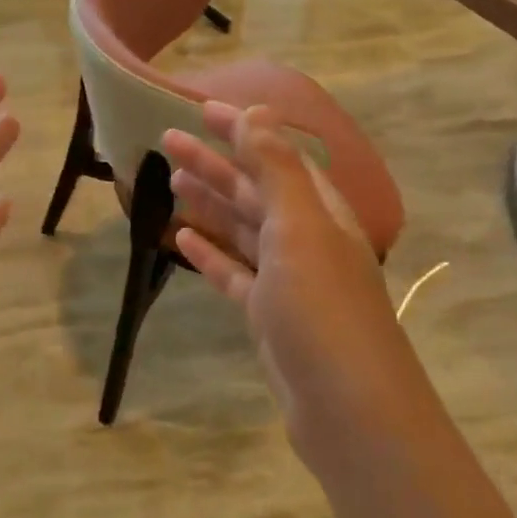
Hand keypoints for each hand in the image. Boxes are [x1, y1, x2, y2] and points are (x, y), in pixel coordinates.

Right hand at [163, 102, 402, 478]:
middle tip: (168, 141)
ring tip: (171, 180)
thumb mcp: (300, 231)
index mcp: (319, 212)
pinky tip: (183, 239)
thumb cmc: (322, 310)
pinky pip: (234, 273)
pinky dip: (211, 253)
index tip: (200, 109)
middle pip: (254, 190)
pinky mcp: (269, 315)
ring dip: (211, 203)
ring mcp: (287, 280)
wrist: (348, 409)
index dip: (242, 130)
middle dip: (215, 163)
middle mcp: (306, 239)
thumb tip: (259, 113)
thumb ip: (277, 171)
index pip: (277, 156)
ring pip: (242, 229)